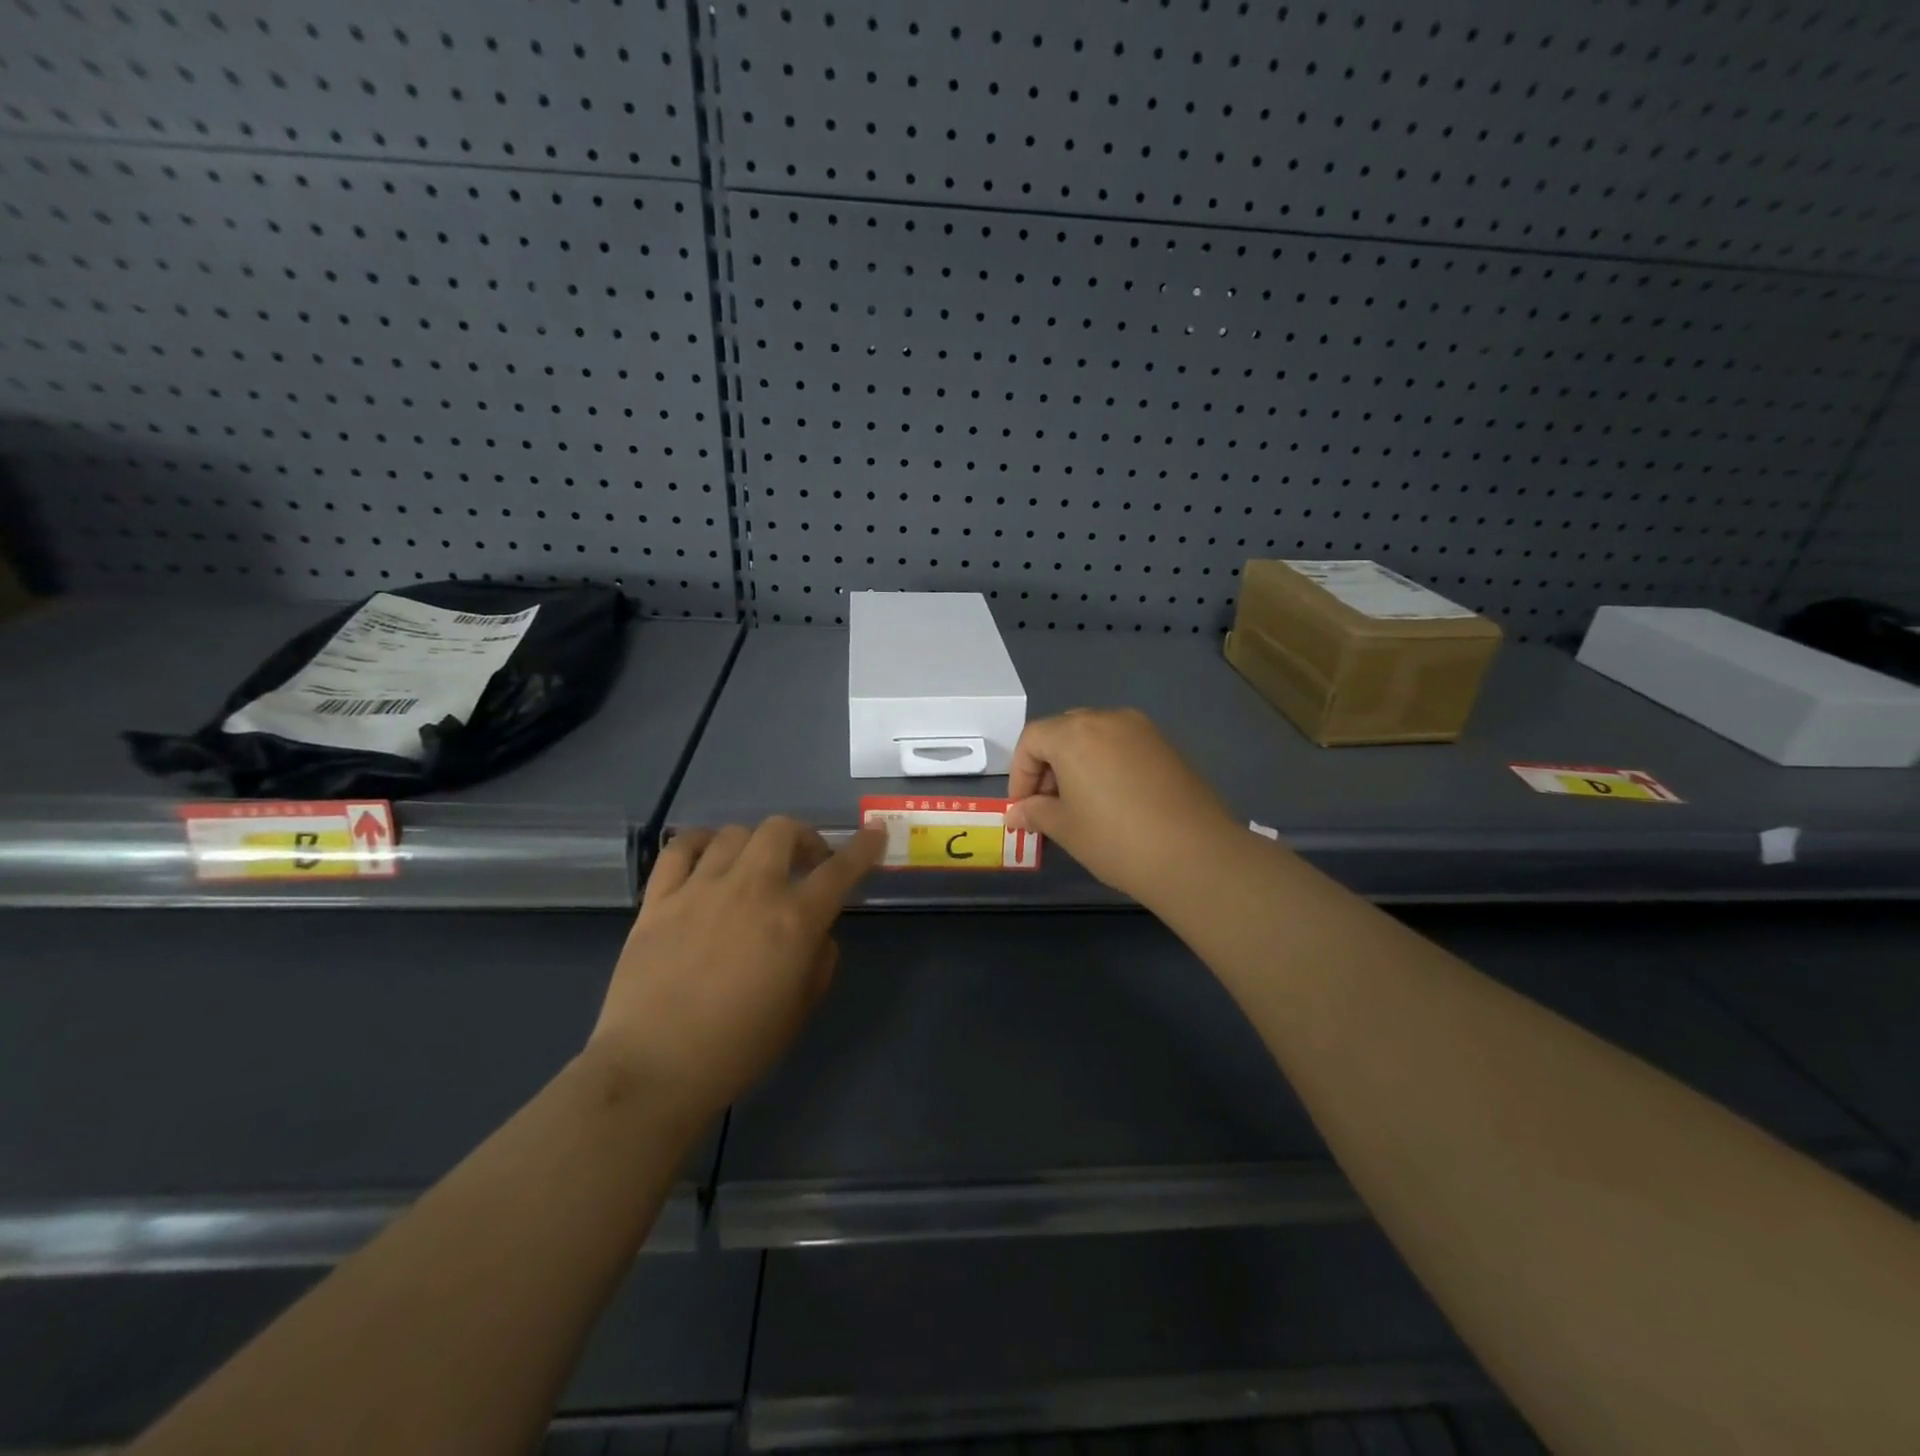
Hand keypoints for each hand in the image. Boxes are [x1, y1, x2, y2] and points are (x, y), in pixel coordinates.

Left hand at [587, 818, 883, 1125]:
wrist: (655, 1067)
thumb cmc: (739, 1048)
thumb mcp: (800, 1009)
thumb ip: (819, 960)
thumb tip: (817, 932)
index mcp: (794, 920)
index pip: (840, 869)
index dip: (863, 846)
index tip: (874, 832)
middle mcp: (751, 889)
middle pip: (782, 830)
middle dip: (802, 838)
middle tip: (804, 863)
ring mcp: (700, 888)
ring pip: (734, 834)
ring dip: (755, 844)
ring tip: (753, 867)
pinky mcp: (659, 898)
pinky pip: (680, 848)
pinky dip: (700, 842)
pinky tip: (706, 856)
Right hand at [1004, 708, 1237, 903]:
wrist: (1194, 855)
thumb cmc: (1115, 839)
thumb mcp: (1066, 828)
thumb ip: (1035, 813)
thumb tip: (1017, 813)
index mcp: (1075, 733)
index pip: (1032, 739)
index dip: (1020, 773)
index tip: (1023, 807)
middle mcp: (1108, 719)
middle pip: (1063, 731)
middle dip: (1048, 765)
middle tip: (1049, 804)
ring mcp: (1142, 730)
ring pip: (1095, 736)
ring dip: (1078, 763)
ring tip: (1081, 804)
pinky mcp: (1167, 746)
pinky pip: (1124, 745)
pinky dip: (1107, 764)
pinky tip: (1115, 801)